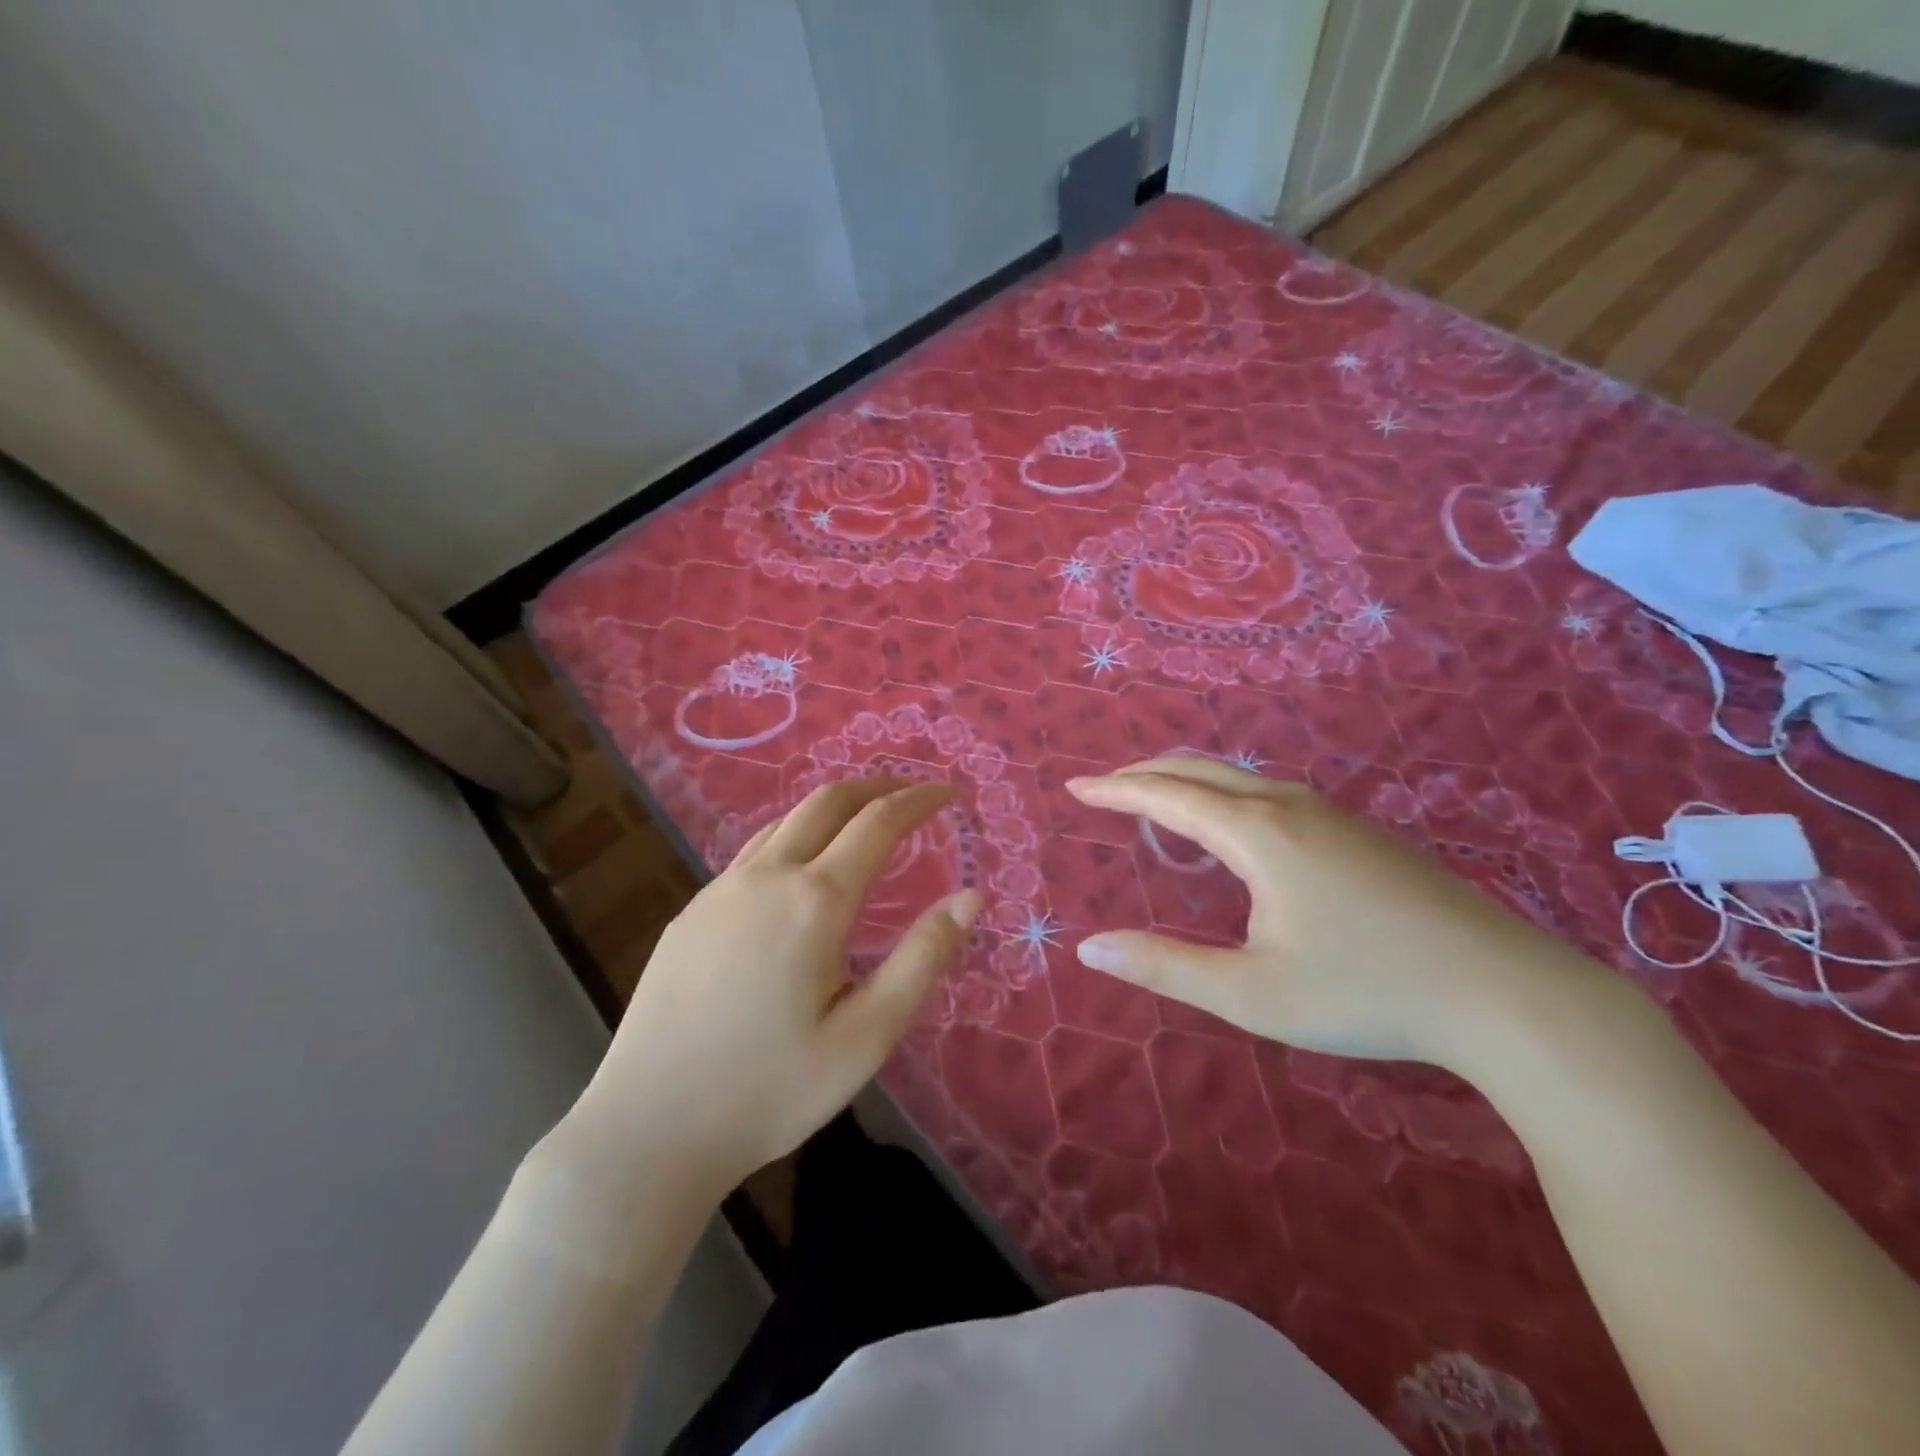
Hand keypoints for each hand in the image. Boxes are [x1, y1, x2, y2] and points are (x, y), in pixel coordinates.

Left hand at [562, 779, 977, 1198]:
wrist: (648, 1130)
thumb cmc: (770, 1090)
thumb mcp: (866, 1035)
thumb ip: (922, 959)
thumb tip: (970, 897)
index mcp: (814, 901)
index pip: (878, 822)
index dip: (920, 800)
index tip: (950, 794)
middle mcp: (765, 877)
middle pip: (827, 801)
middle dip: (876, 787)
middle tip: (911, 796)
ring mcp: (719, 891)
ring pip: (785, 822)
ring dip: (831, 809)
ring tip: (862, 825)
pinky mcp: (691, 914)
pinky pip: (752, 854)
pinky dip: (793, 838)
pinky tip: (798, 874)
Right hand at [1068, 756, 1596, 1070]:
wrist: (1507, 993)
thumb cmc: (1367, 993)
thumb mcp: (1251, 993)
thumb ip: (1165, 967)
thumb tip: (1089, 947)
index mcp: (1257, 834)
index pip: (1167, 796)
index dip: (1116, 790)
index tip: (1075, 786)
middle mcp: (1289, 806)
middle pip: (1201, 769)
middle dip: (1145, 772)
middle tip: (1105, 786)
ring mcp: (1332, 813)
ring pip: (1240, 776)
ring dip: (1188, 779)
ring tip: (1156, 797)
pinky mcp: (1360, 831)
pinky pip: (1270, 791)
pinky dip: (1225, 792)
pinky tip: (1232, 825)